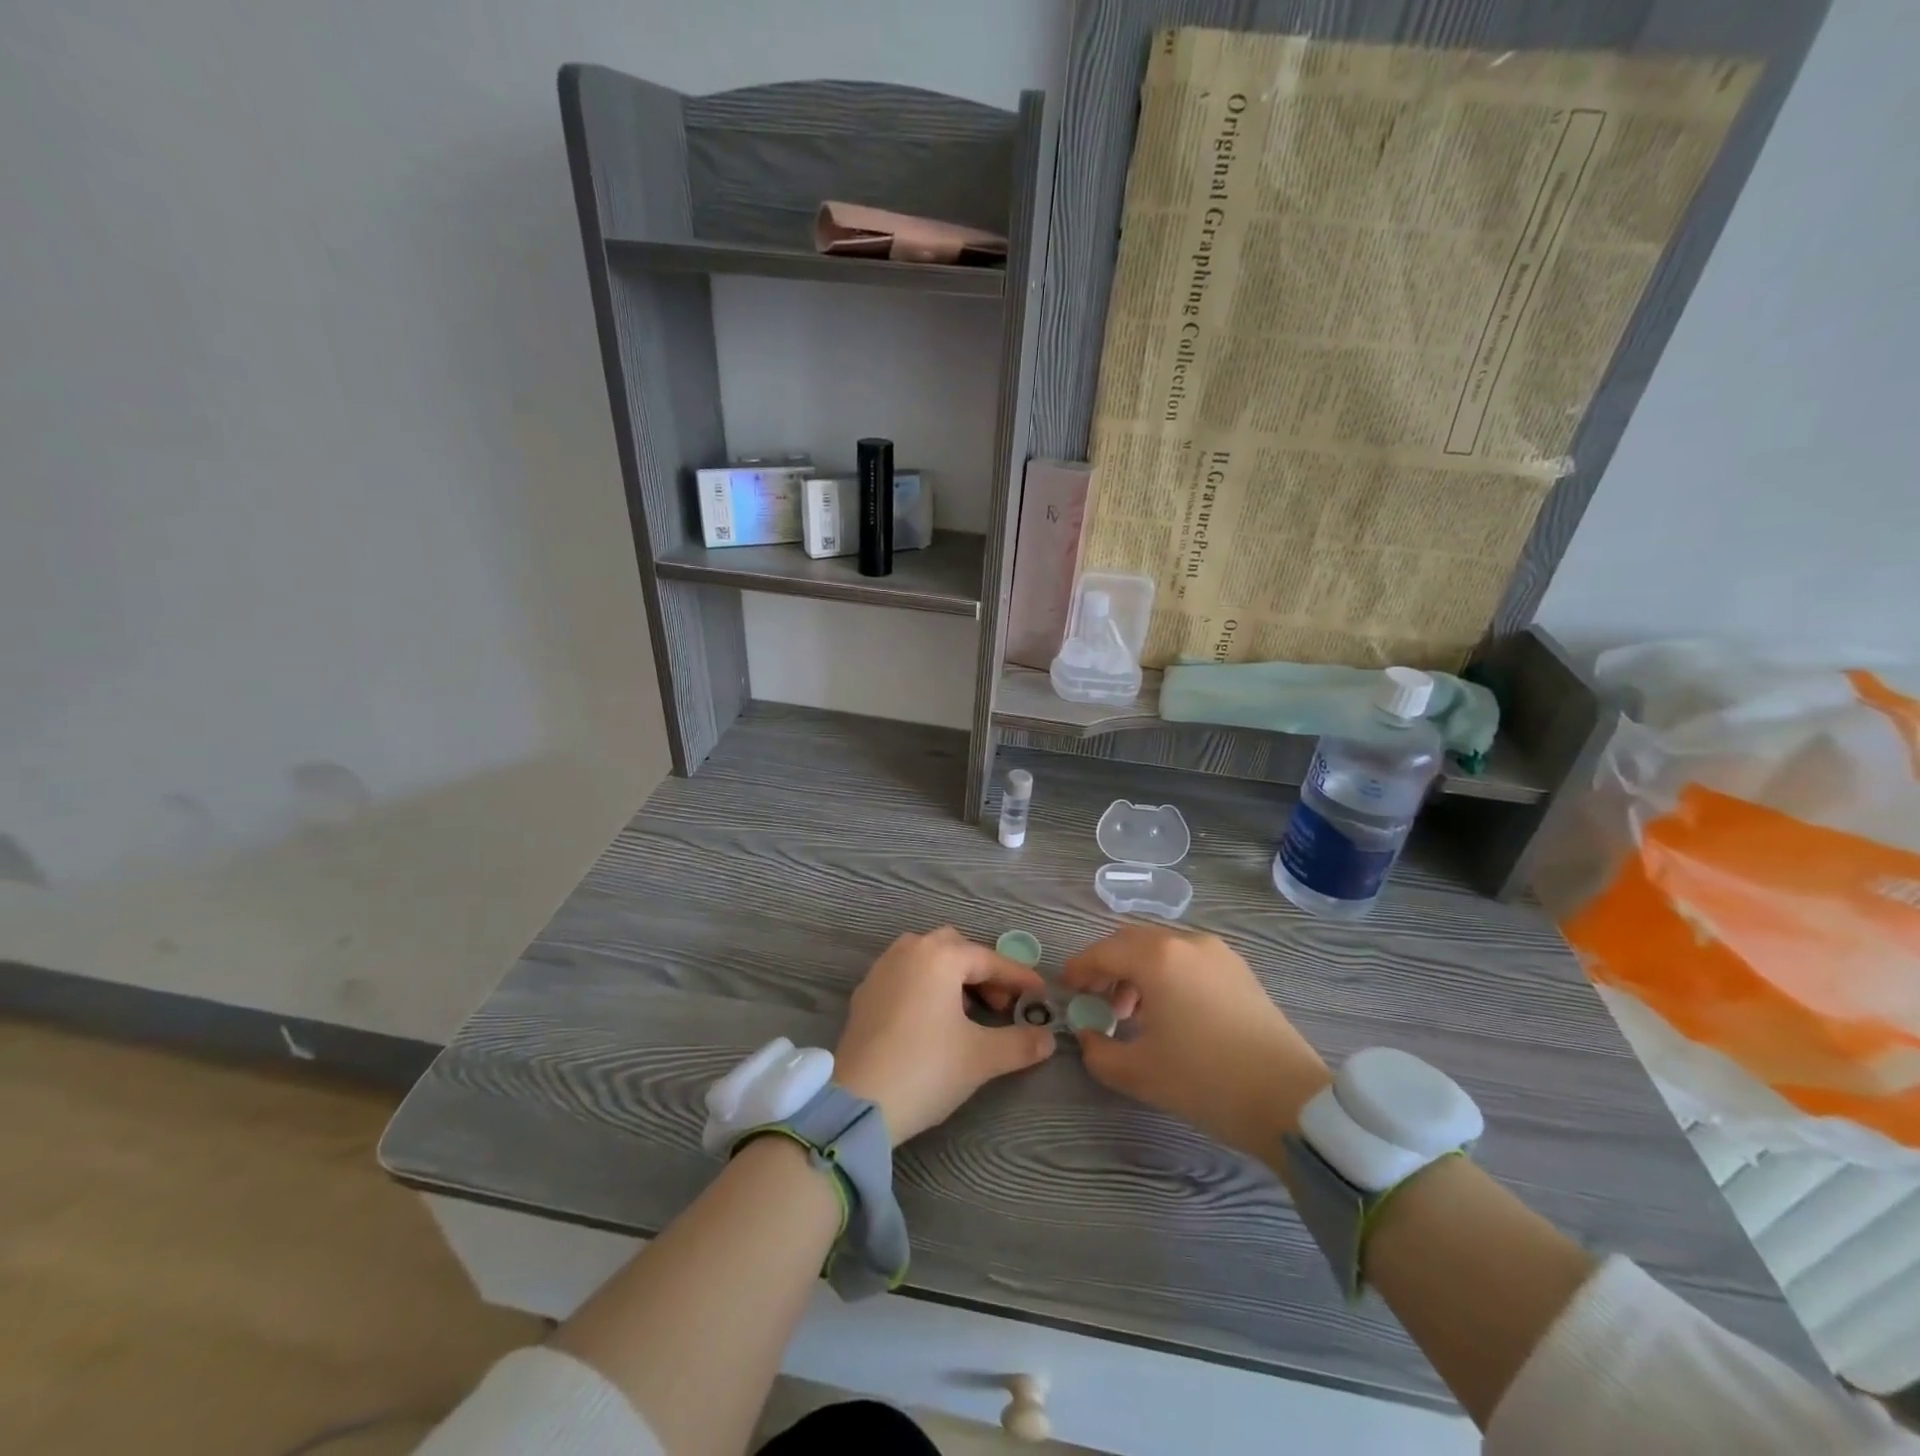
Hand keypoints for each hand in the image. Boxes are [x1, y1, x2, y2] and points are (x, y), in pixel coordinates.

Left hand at [834, 927, 1056, 1142]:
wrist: (858, 1102)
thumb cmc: (926, 1068)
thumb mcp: (981, 1057)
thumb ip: (1020, 1043)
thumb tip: (1047, 1038)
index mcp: (939, 956)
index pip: (989, 960)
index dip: (1018, 977)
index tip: (1040, 994)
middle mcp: (908, 951)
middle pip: (955, 949)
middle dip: (983, 972)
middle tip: (1002, 1004)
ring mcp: (881, 970)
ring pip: (927, 959)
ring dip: (953, 977)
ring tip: (969, 1012)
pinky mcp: (864, 994)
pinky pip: (905, 976)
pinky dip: (926, 987)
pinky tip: (933, 1019)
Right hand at [1062, 925, 1329, 1157]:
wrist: (1291, 1102)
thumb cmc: (1206, 1081)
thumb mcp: (1139, 1073)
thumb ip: (1098, 1052)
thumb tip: (1087, 1036)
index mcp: (1158, 957)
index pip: (1104, 952)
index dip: (1079, 968)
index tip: (1066, 988)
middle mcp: (1187, 942)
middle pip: (1132, 942)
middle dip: (1108, 966)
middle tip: (1095, 998)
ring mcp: (1218, 953)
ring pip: (1163, 949)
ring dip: (1138, 971)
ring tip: (1131, 1012)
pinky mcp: (1240, 971)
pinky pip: (1188, 960)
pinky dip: (1167, 974)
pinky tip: (1168, 1011)